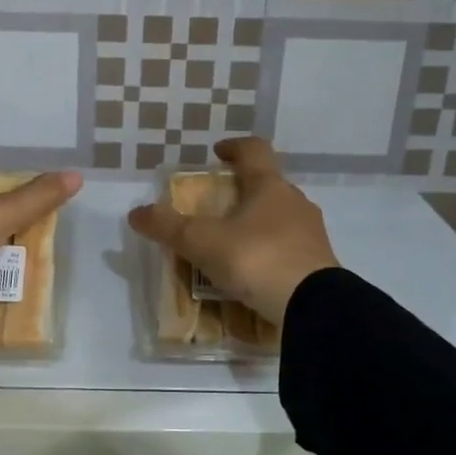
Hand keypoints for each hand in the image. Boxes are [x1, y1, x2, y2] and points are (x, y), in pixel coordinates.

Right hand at [127, 137, 339, 325]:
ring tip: (232, 243)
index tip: (217, 153)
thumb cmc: (257, 260)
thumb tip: (136, 212)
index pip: (254, 150)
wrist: (313, 307)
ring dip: (257, 223)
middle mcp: (294, 202)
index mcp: (269, 186)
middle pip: (267, 185)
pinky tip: (253, 272)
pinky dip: (269, 251)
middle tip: (216, 206)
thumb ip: (168, 227)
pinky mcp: (320, 263)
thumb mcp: (203, 243)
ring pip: (280, 217)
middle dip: (242, 191)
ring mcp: (311, 233)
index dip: (234, 147)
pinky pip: (289, 248)